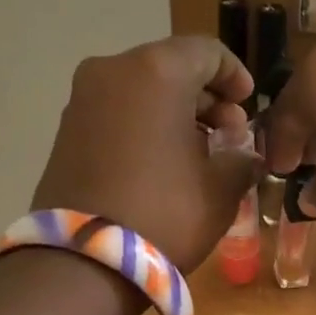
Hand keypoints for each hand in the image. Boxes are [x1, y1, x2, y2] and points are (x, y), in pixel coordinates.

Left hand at [31, 38, 257, 272]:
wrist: (84, 262)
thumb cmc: (165, 214)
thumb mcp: (220, 190)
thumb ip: (240, 160)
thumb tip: (246, 155)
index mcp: (157, 71)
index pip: (206, 52)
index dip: (235, 76)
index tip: (250, 106)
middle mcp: (113, 71)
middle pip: (171, 68)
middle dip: (205, 97)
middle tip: (229, 133)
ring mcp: (82, 100)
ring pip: (141, 90)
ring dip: (174, 113)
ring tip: (199, 152)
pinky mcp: (65, 131)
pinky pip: (116, 113)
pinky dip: (143, 126)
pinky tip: (162, 162)